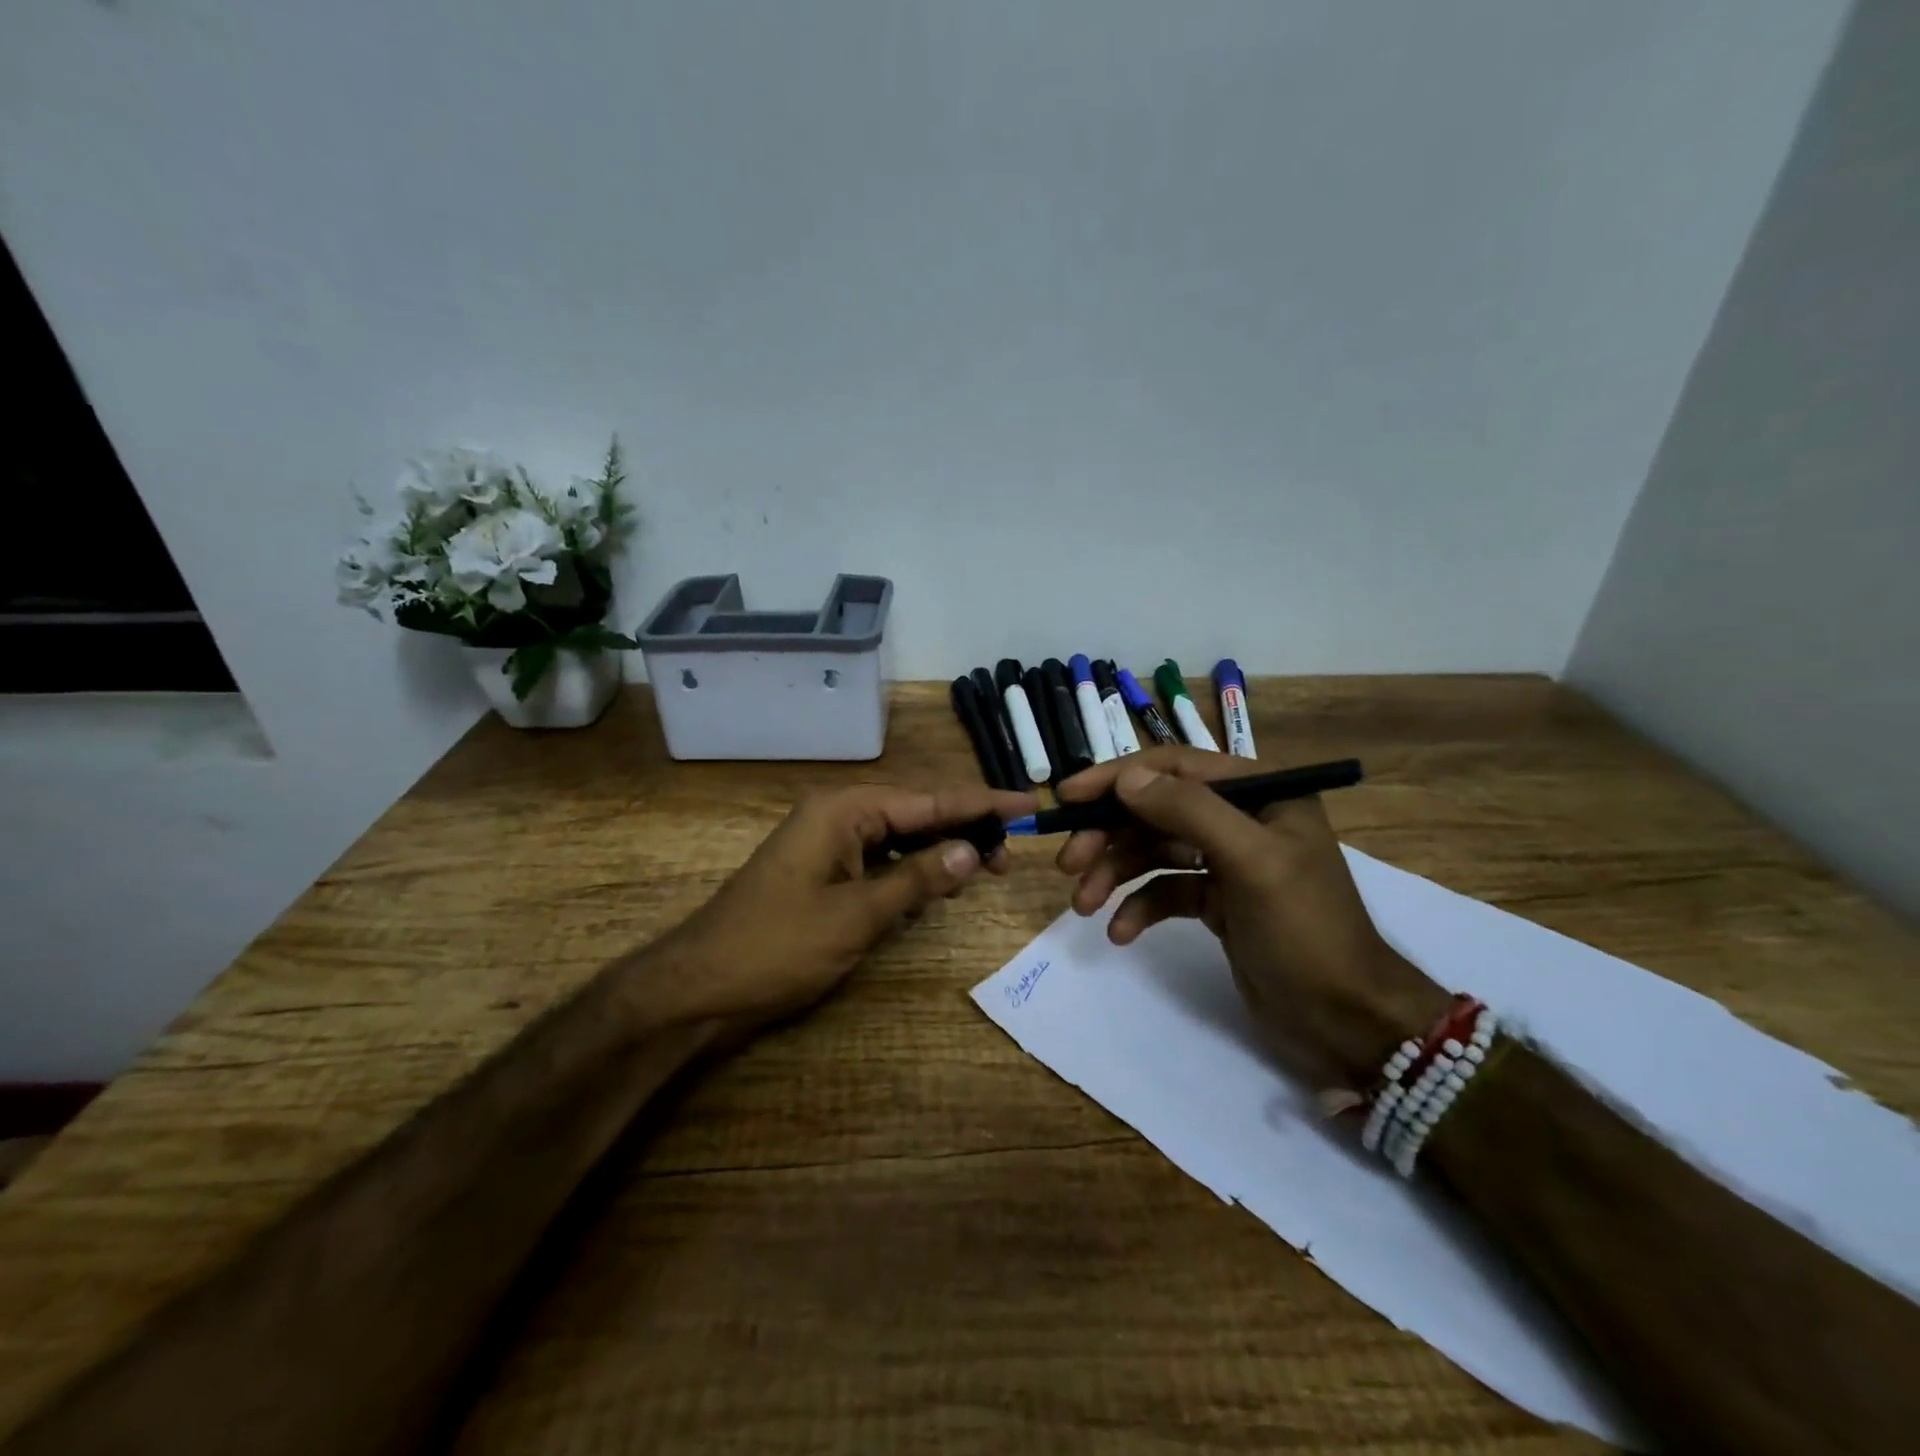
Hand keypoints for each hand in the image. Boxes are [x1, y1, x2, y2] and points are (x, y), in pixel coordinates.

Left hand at [651, 782, 1036, 1030]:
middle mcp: (837, 816)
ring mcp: (828, 844)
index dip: (982, 803)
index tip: (1028, 802)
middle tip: (1010, 855)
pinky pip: (880, 860)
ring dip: (940, 852)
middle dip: (964, 830)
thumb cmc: (777, 947)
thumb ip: (918, 880)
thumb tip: (974, 851)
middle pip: (917, 814)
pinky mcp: (824, 872)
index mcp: (844, 811)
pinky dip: (911, 871)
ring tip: (985, 869)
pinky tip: (938, 886)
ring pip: (900, 838)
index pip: (929, 800)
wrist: (700, 988)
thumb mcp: (857, 916)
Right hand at [1054, 747, 1449, 1087]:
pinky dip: (1139, 906)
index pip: (1174, 766)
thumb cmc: (1306, 932)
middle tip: (1067, 864)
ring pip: (1153, 850)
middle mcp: (1241, 816)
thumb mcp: (1251, 862)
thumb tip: (1126, 779)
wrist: (1346, 1021)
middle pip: (1155, 810)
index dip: (1117, 778)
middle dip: (1108, 835)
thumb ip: (1189, 810)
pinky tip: (1122, 932)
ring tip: (1083, 905)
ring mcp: (1227, 860)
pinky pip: (1164, 890)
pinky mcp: (1217, 900)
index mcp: (1260, 791)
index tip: (1068, 797)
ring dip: (1114, 873)